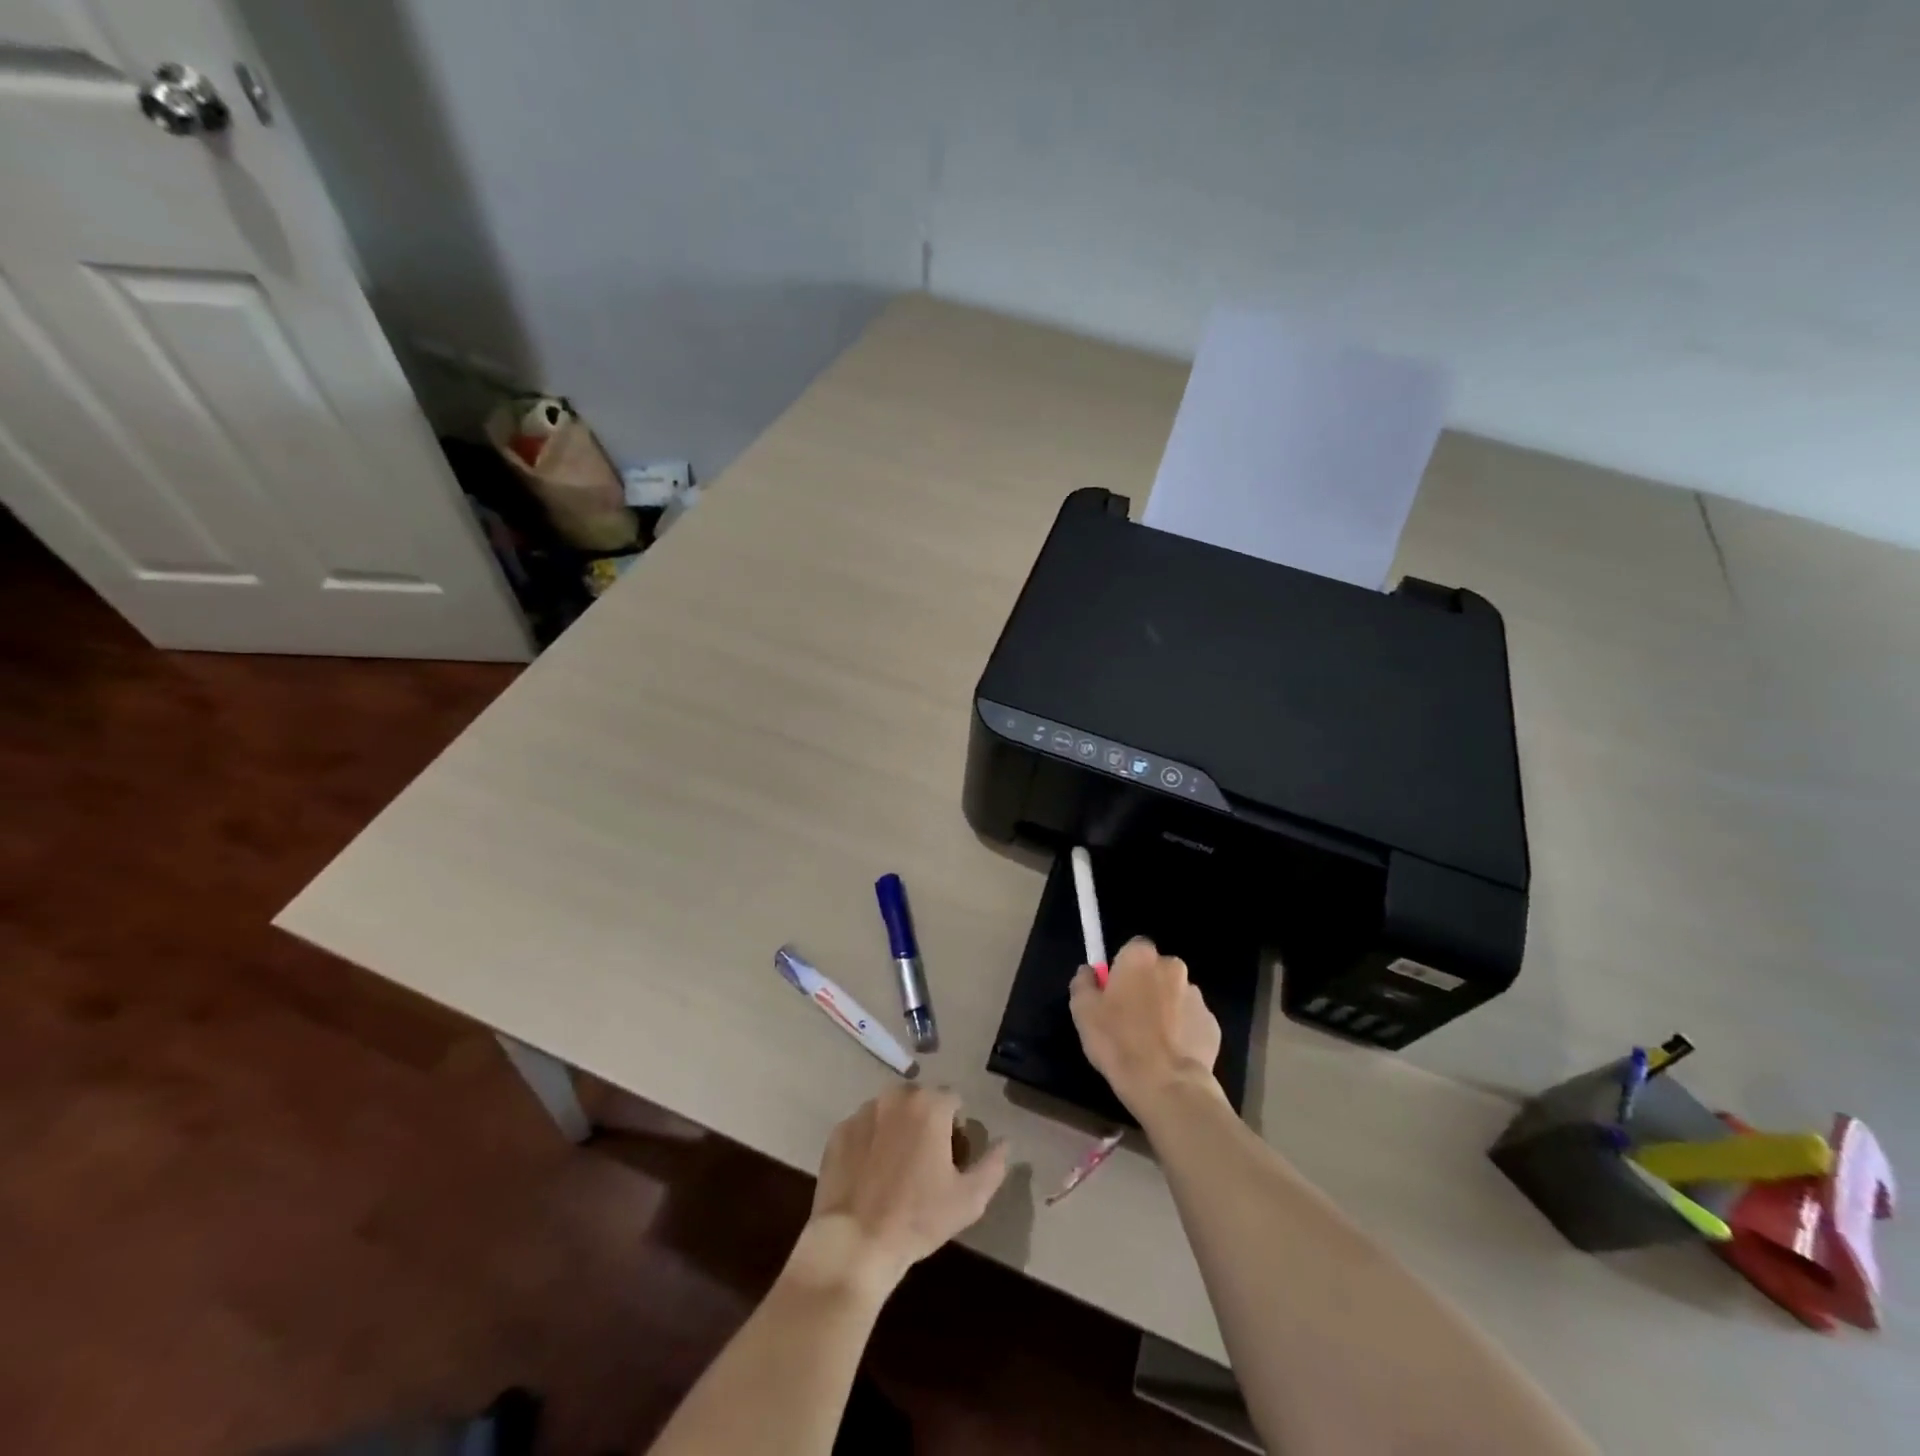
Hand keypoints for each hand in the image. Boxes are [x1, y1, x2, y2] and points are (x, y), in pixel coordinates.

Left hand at [797, 1087, 1008, 1297]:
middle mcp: (896, 1097)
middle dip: (926, 1123)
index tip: (951, 1158)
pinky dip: (869, 1142)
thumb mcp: (969, 1199)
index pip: (953, 1101)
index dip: (956, 1128)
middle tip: (925, 1163)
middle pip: (920, 1101)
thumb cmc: (918, 1218)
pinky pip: (863, 1129)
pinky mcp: (838, 1131)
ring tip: (895, 1169)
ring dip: (897, 1129)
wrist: (855, 1243)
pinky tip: (869, 1175)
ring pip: (890, 1111)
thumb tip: (1005, 1142)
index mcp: (930, 1105)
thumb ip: (993, 1165)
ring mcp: (863, 1112)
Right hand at [1070, 936, 1222, 1113]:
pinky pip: (1192, 1021)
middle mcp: (1173, 968)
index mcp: (1141, 958)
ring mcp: (1197, 997)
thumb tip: (1089, 972)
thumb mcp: (1083, 1011)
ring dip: (1165, 1009)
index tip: (1114, 991)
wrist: (1166, 1084)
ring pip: (1175, 996)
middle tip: (1130, 1017)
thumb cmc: (1118, 1041)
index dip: (1123, 968)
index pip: (1133, 948)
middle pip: (1156, 970)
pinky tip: (1170, 1054)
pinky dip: (1182, 1032)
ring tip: (1151, 1042)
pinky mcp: (1213, 1025)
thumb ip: (1083, 982)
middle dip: (1146, 986)